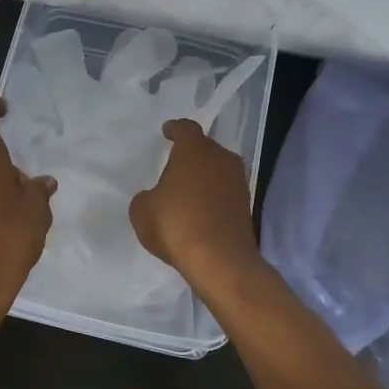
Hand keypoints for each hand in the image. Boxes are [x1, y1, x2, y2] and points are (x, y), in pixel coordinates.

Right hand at [129, 119, 262, 293]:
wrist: (220, 260)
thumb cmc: (176, 224)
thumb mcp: (142, 210)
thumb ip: (146, 197)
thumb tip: (155, 198)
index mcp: (194, 150)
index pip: (185, 128)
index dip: (175, 129)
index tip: (168, 131)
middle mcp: (221, 159)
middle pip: (205, 148)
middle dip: (191, 154)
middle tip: (175, 164)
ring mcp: (238, 182)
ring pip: (218, 170)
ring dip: (204, 176)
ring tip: (187, 189)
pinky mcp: (246, 207)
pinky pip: (224, 193)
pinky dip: (213, 197)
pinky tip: (200, 210)